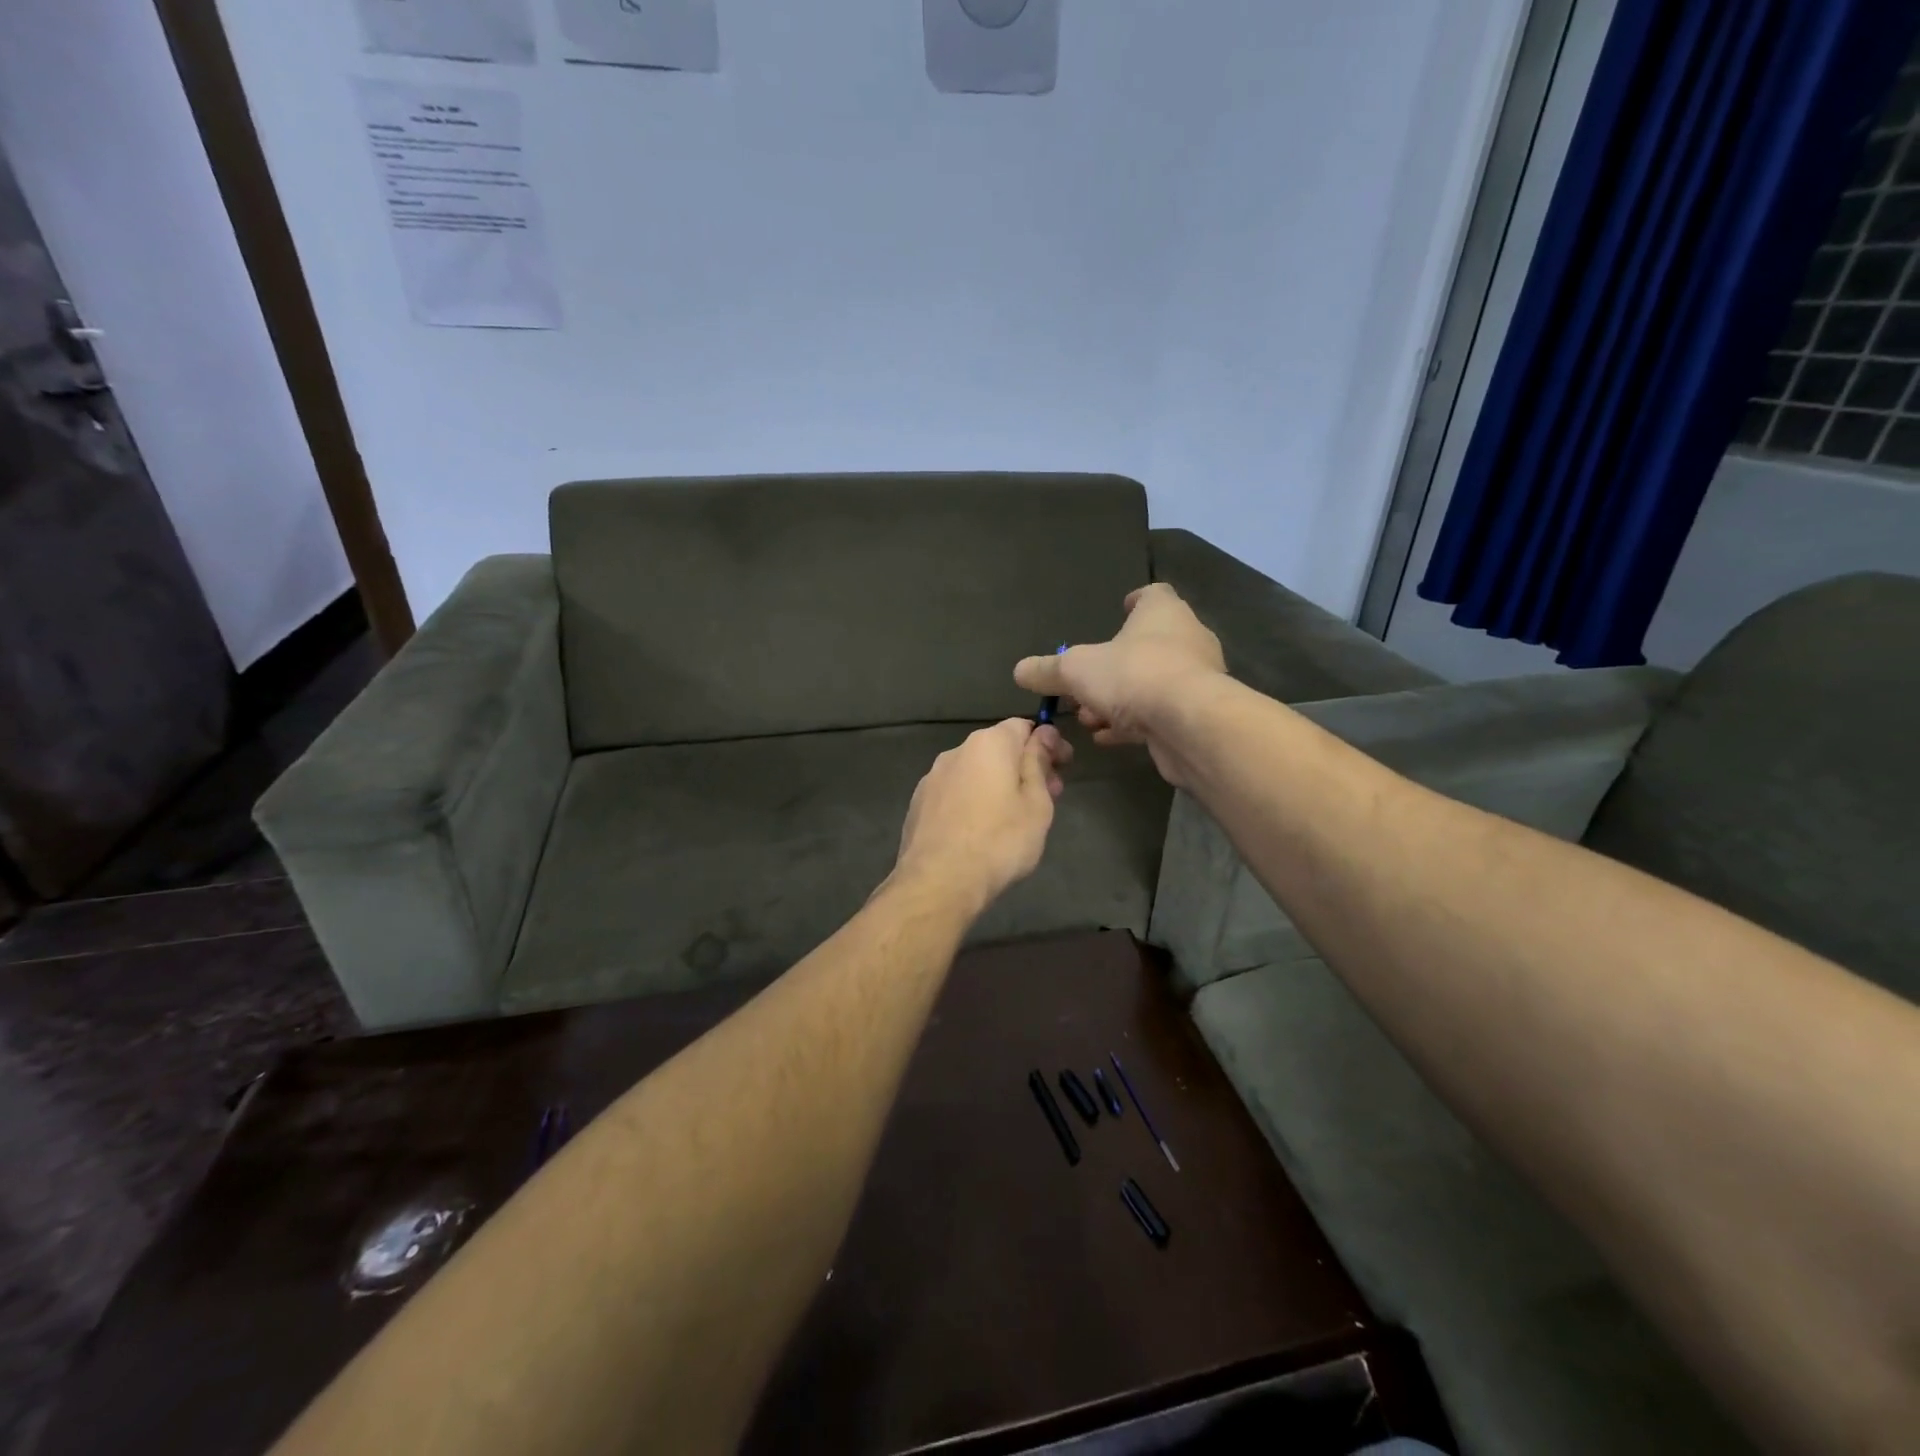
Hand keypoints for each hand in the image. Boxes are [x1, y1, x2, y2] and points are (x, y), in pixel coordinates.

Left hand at [891, 719, 1071, 914]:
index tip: (1063, 767)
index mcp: (989, 744)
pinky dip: (973, 800)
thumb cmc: (1000, 841)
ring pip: (975, 771)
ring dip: (998, 784)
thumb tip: (1042, 734)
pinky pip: (955, 792)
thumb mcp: (1036, 804)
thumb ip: (1038, 764)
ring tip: (1015, 816)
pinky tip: (981, 829)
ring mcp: (932, 777)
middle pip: (998, 748)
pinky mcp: (919, 803)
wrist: (939, 881)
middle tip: (1047, 796)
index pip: (1024, 726)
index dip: (1047, 743)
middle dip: (1024, 766)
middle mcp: (957, 751)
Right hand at [1013, 585, 1224, 784]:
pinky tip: (1107, 737)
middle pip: (1149, 644)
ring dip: (1120, 698)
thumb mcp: (1076, 670)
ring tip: (1088, 717)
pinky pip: (1160, 713)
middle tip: (1085, 682)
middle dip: (1115, 664)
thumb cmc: (1133, 675)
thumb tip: (1020, 670)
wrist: (1190, 723)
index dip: (1136, 601)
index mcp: (1163, 613)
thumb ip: (1048, 670)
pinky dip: (1133, 722)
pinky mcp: (1197, 714)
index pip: (1154, 595)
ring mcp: (1196, 679)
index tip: (1120, 610)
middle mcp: (1187, 639)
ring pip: (1152, 683)